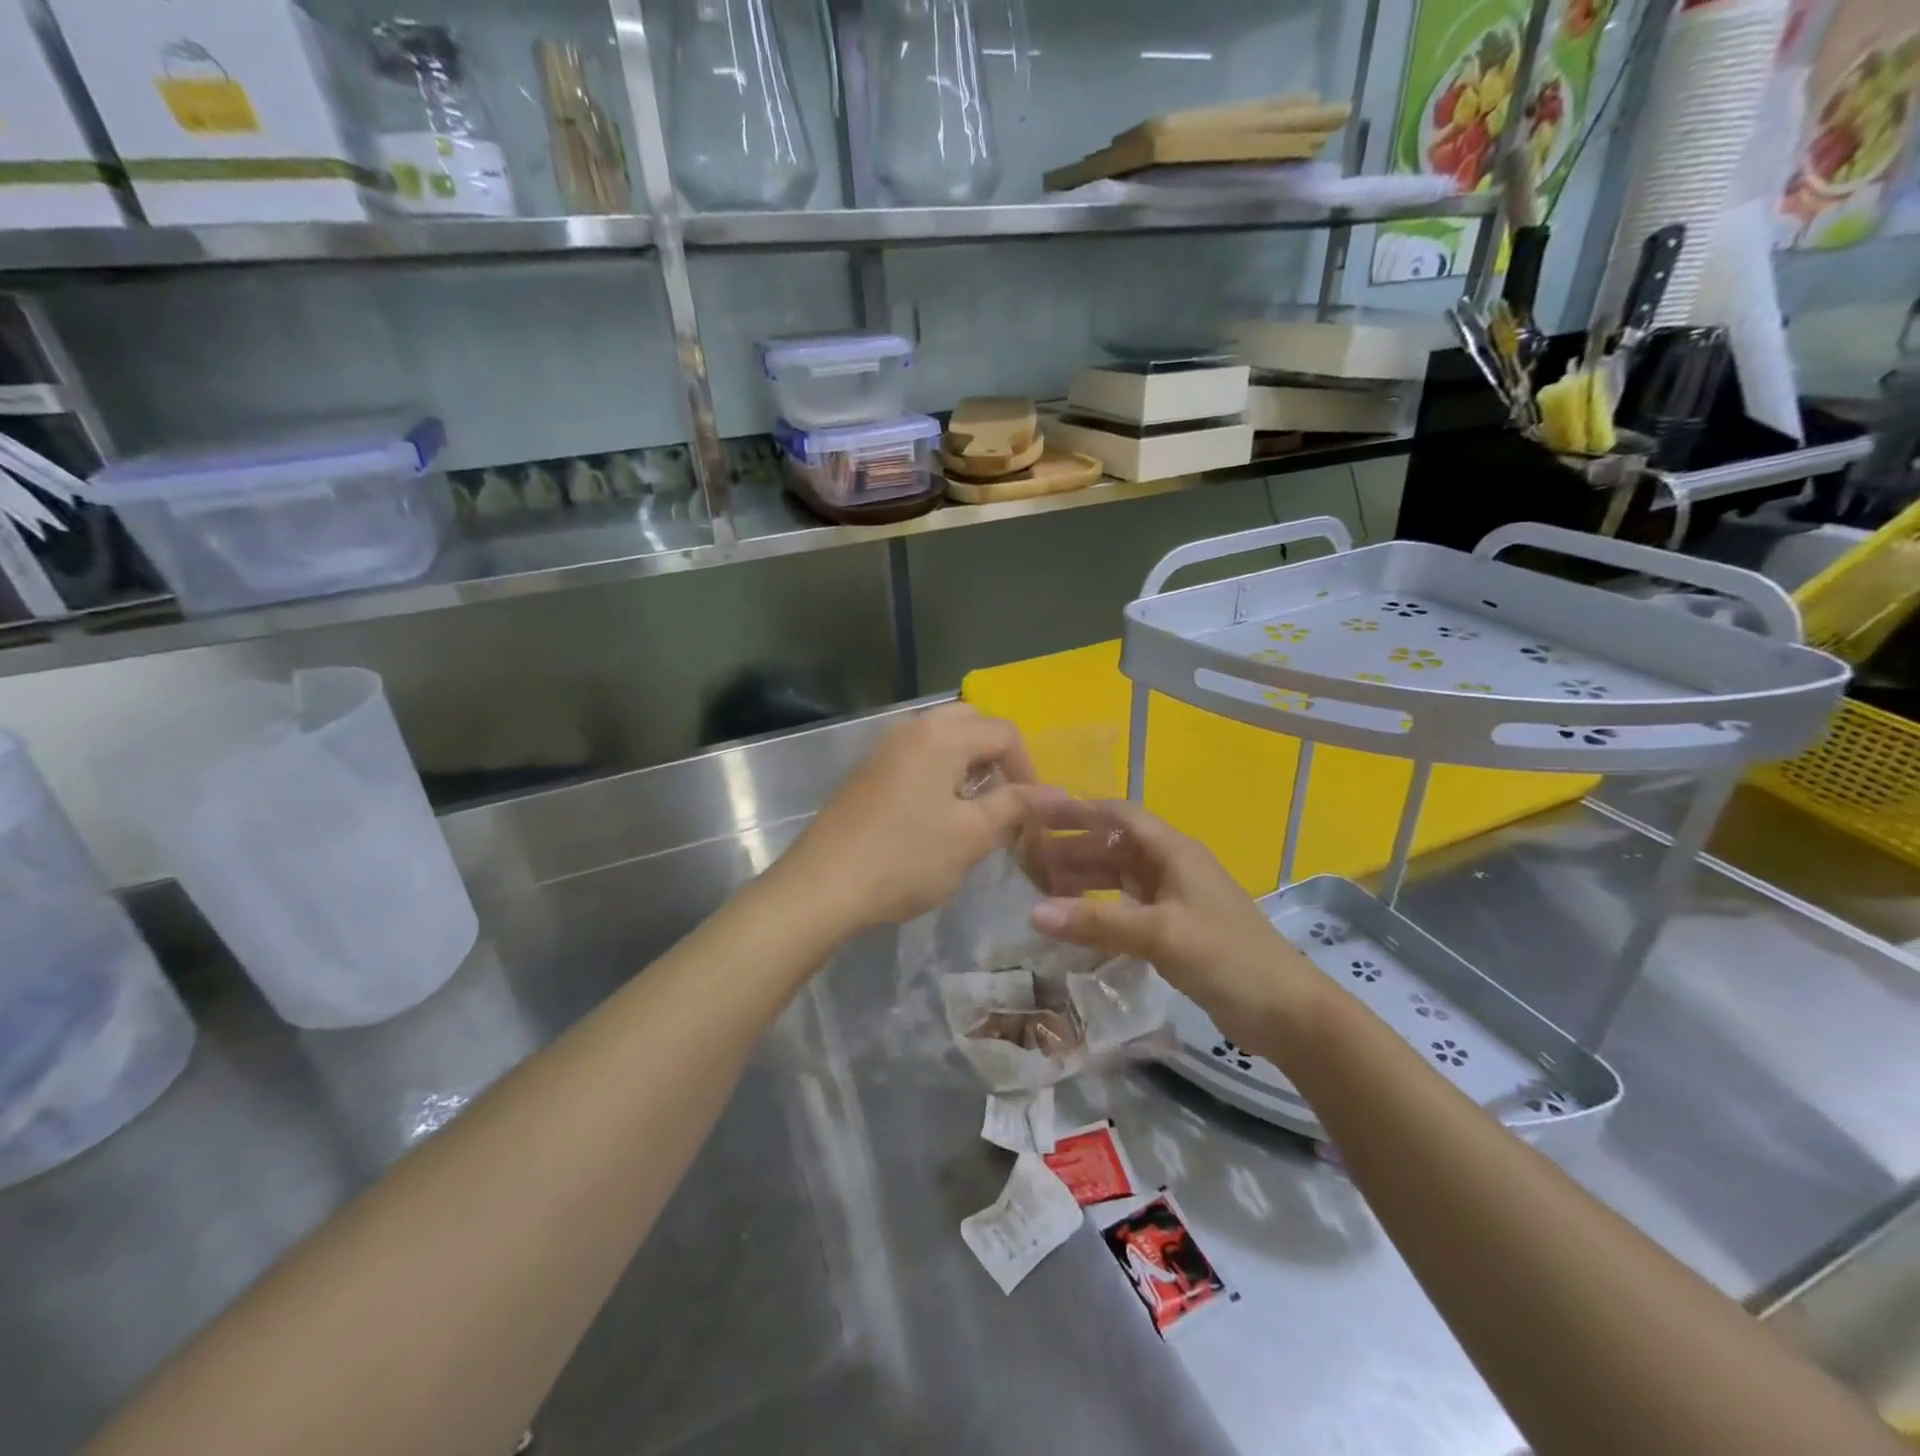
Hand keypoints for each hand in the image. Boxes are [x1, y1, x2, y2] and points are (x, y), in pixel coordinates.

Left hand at [781, 704, 1054, 932]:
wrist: (823, 886)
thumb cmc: (906, 859)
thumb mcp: (971, 835)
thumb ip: (1015, 806)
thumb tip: (1056, 794)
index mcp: (942, 736)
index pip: (1004, 732)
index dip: (1029, 769)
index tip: (1033, 812)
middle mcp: (912, 728)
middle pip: (971, 723)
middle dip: (997, 756)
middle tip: (1004, 800)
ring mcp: (885, 748)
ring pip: (941, 738)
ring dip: (967, 764)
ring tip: (974, 810)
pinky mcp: (868, 772)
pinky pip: (917, 756)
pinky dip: (939, 772)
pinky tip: (936, 815)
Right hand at [1025, 800, 1324, 1047]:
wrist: (1286, 1011)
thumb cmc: (1226, 958)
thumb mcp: (1159, 934)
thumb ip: (1097, 922)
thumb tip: (1033, 913)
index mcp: (1174, 851)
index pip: (1120, 815)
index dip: (1080, 811)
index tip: (1038, 815)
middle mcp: (1173, 866)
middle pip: (1116, 845)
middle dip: (1074, 847)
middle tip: (1028, 858)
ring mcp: (1176, 898)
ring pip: (1121, 876)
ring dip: (1085, 878)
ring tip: (1042, 888)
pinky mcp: (1177, 928)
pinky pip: (1129, 906)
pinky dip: (1101, 908)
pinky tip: (1076, 921)